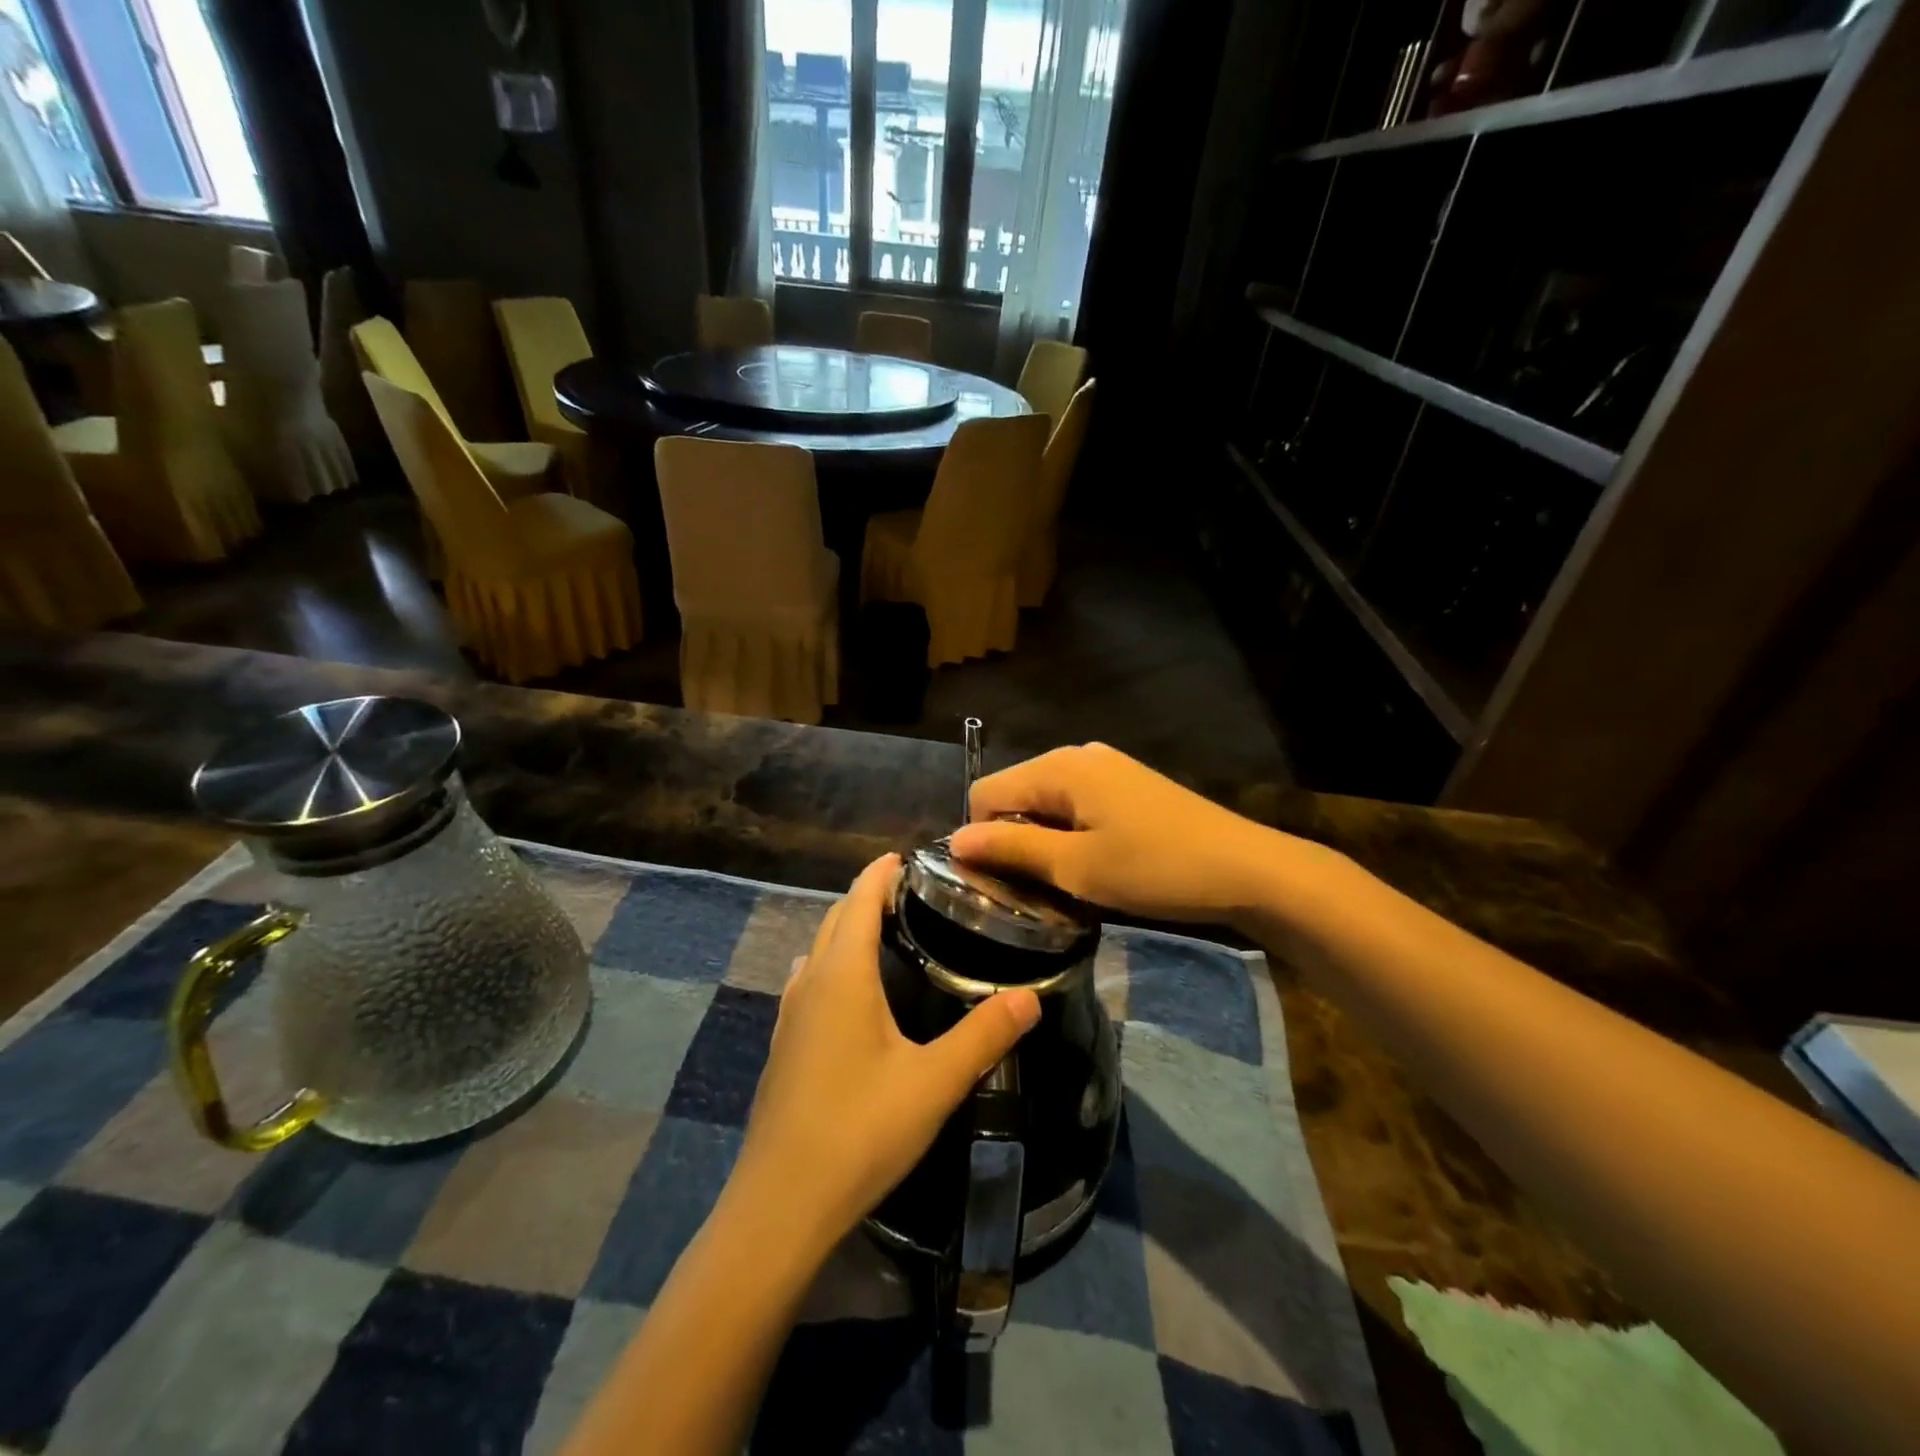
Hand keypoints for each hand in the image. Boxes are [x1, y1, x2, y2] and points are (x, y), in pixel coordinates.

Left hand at [730, 855, 1041, 1260]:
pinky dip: (834, 965)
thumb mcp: (933, 1082)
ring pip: (819, 951)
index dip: (881, 873)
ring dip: (847, 931)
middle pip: (835, 920)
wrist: (782, 1203)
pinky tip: (854, 993)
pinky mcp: (783, 1046)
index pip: (858, 900)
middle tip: (911, 892)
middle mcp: (810, 983)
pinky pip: (810, 982)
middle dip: (867, 897)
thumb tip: (1031, 997)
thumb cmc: (860, 1130)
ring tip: (887, 933)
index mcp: (842, 975)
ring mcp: (789, 1015)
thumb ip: (984, 1035)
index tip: (908, 857)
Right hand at [950, 743, 1305, 925]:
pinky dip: (1071, 835)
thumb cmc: (1155, 868)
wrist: (1246, 869)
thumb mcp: (1076, 866)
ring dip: (1044, 842)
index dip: (982, 838)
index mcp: (1059, 766)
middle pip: (1016, 794)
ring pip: (1046, 803)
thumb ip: (1012, 847)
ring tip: (1067, 883)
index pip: (986, 792)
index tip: (1002, 883)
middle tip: (1035, 890)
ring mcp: (1106, 767)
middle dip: (1013, 840)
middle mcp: (1077, 755)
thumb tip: (955, 839)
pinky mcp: (1127, 785)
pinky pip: (1077, 806)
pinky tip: (1096, 866)